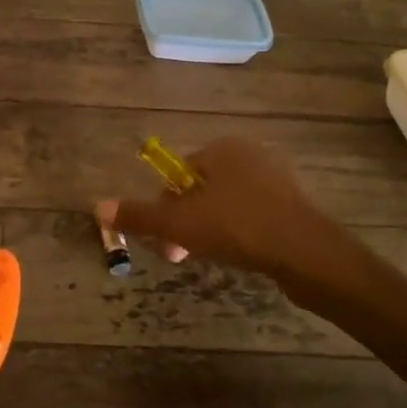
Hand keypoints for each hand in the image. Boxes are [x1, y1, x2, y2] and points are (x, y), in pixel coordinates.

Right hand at [102, 138, 383, 307]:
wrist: (309, 256)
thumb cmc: (238, 228)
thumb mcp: (179, 223)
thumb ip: (139, 215)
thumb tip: (98, 207)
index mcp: (222, 149)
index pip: (179, 175)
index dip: (165, 208)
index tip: (164, 240)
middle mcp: (250, 156)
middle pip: (200, 191)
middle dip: (185, 223)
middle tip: (180, 255)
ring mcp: (276, 181)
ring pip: (225, 206)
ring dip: (209, 231)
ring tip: (209, 258)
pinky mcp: (293, 208)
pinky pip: (252, 217)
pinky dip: (239, 235)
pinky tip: (240, 257)